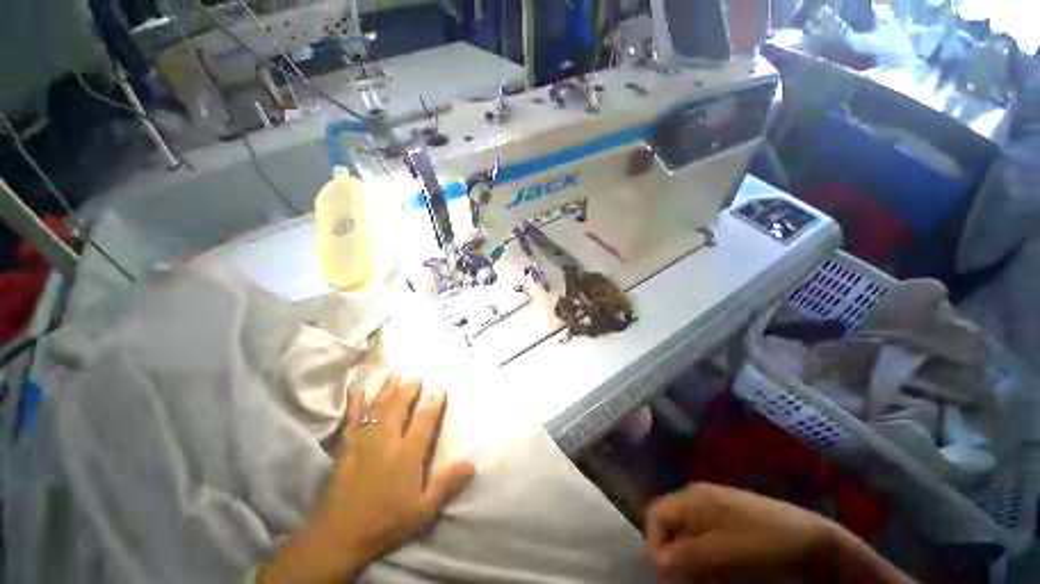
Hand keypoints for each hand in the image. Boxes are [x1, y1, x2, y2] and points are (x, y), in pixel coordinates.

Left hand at [259, 374, 475, 583]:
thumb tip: (471, 464)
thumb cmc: (387, 521)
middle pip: (398, 408)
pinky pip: (352, 418)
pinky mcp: (347, 446)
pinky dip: (355, 402)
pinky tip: (357, 389)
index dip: (433, 404)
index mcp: (406, 455)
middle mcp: (386, 441)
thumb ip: (446, 484)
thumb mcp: (423, 509)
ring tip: (395, 374)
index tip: (440, 389)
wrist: (341, 535)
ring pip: (378, 408)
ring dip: (387, 389)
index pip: (423, 422)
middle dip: (408, 390)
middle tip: (415, 377)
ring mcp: (364, 441)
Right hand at [646, 483, 836, 581]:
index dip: (656, 544)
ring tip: (715, 581)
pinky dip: (709, 559)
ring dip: (695, 562)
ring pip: (689, 537)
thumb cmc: (762, 544)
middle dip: (678, 557)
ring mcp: (715, 506)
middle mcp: (698, 497)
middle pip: (671, 527)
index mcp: (692, 497)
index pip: (655, 515)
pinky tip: (726, 574)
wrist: (811, 540)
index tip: (670, 575)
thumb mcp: (721, 553)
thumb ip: (685, 556)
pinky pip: (707, 539)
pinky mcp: (731, 519)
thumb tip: (658, 562)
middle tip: (697, 582)